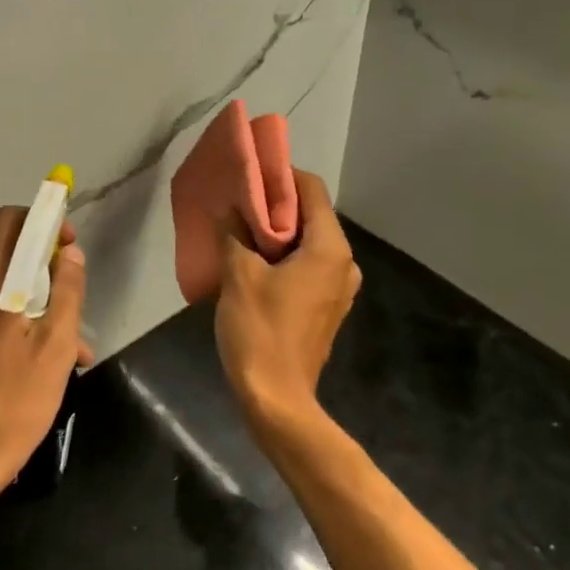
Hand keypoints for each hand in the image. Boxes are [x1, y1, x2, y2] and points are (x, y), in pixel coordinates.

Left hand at [0, 206, 90, 521]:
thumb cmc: (13, 403)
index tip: (67, 247)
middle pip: (1, 254)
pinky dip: (3, 322)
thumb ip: (67, 291)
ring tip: (61, 348)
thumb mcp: (56, 347)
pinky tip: (26, 362)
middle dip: (40, 268)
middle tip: (69, 302)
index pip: (9, 221)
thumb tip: (69, 254)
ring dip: (27, 302)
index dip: (42, 222)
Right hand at [214, 169, 360, 438]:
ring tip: (238, 227)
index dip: (280, 175)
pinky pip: (305, 266)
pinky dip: (281, 256)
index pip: (311, 190)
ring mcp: (337, 288)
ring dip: (275, 232)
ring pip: (307, 242)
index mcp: (329, 248)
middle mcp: (343, 263)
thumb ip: (233, 233)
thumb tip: (227, 206)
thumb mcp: (238, 275)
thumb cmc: (259, 329)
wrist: (276, 398)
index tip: (248, 172)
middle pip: (310, 215)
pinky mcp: (324, 306)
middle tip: (236, 199)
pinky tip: (250, 260)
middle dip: (274, 204)